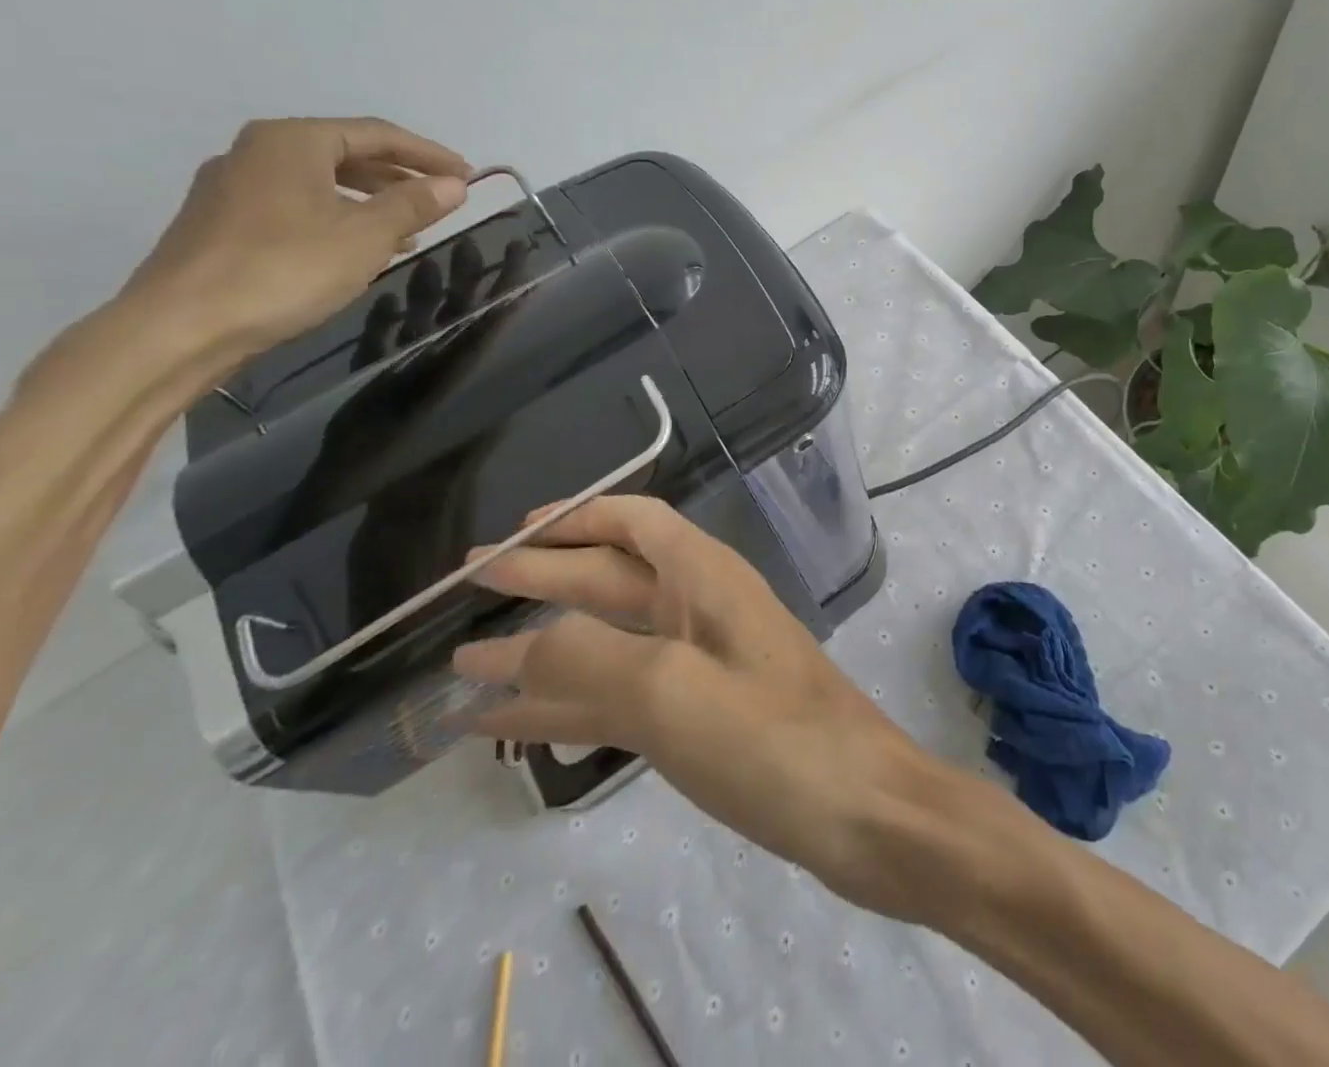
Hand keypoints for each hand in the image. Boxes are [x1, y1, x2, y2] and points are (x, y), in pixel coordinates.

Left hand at [121, 117, 472, 355]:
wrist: (184, 324)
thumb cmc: (286, 268)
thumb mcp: (367, 235)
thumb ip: (414, 205)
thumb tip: (455, 184)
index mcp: (292, 141)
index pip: (377, 134)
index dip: (428, 153)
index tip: (468, 174)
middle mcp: (257, 152)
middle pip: (346, 153)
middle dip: (400, 175)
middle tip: (444, 198)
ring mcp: (234, 187)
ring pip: (321, 182)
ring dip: (372, 200)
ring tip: (412, 228)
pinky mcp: (224, 222)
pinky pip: (298, 205)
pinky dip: (339, 217)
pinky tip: (360, 248)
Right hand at [451, 496, 939, 917]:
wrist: (862, 810)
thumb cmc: (772, 738)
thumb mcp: (672, 690)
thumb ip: (589, 657)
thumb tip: (519, 643)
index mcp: (703, 577)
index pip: (633, 521)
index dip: (573, 518)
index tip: (511, 535)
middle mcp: (700, 607)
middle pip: (609, 576)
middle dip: (542, 576)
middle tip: (467, 583)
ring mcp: (701, 662)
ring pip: (608, 641)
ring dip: (542, 648)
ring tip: (466, 663)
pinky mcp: (700, 715)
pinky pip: (620, 696)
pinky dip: (568, 703)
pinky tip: (517, 724)